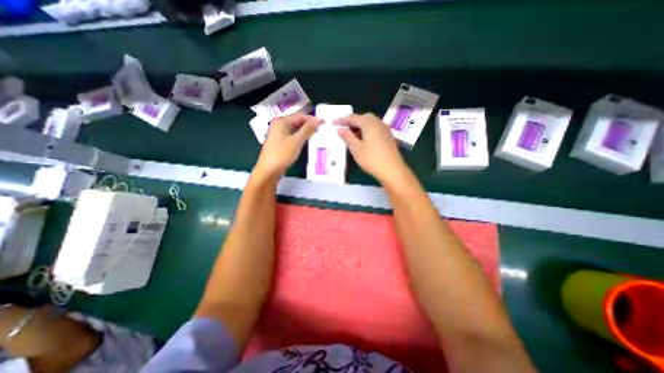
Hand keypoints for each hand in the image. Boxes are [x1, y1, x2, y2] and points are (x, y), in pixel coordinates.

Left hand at [255, 113, 321, 180]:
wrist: (268, 171)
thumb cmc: (282, 154)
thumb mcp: (296, 141)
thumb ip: (308, 129)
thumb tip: (319, 119)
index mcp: (281, 122)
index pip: (300, 116)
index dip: (312, 119)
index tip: (324, 123)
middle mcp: (279, 126)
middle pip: (297, 122)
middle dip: (309, 126)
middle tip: (322, 130)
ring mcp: (279, 135)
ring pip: (295, 130)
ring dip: (306, 133)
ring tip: (318, 136)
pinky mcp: (280, 144)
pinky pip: (293, 137)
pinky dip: (300, 139)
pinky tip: (308, 143)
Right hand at [338, 112, 409, 184]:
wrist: (393, 170)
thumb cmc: (372, 159)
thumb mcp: (356, 148)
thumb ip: (347, 137)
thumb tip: (340, 129)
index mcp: (369, 123)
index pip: (353, 117)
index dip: (342, 120)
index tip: (333, 123)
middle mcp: (378, 123)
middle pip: (363, 118)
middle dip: (352, 122)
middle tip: (343, 129)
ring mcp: (385, 129)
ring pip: (370, 123)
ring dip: (359, 127)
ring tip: (351, 136)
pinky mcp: (388, 136)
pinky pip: (375, 129)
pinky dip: (366, 131)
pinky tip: (362, 140)